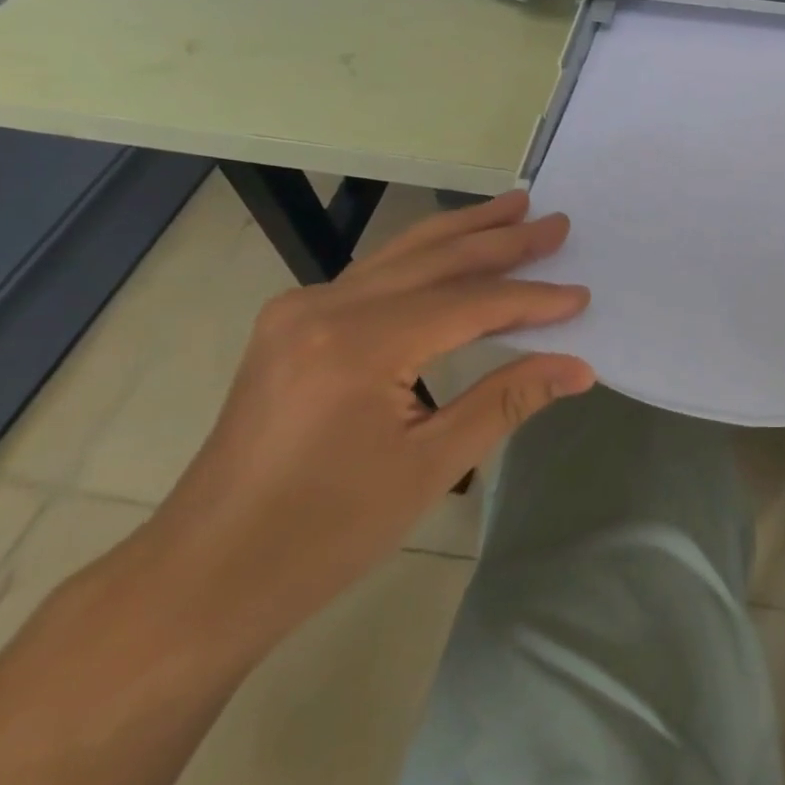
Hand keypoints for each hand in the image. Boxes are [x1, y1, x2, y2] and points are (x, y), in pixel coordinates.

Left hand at [137, 191, 594, 661]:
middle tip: (556, 222)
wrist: (203, 577)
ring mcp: (298, 312)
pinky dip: (422, 258)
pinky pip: (373, 276)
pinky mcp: (289, 326)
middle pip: (434, 260)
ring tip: (512, 208)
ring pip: (399, 256)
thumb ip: (507, 400)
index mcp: (359, 345)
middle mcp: (324, 308)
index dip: (531, 299)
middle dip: (501, 240)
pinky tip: (449, 252)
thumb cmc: (323, 532)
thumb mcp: (430, 467)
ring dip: (461, 232)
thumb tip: (579, 368)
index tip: (581, 295)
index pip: (469, 304)